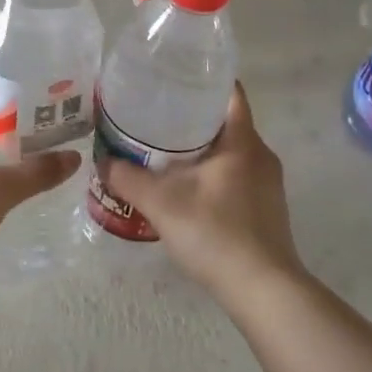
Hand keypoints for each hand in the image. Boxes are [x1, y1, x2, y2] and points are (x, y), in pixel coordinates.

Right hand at [102, 84, 304, 304]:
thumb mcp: (162, 203)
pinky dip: (212, 175)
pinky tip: (186, 190)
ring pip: (231, 153)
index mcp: (243, 142)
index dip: (203, 82)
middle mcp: (261, 156)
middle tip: (155, 117)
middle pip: (227, 123)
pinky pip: (236, 177)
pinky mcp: (266, 210)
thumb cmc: (216, 233)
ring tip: (163, 153)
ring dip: (201, 150)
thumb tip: (103, 161)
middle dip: (192, 118)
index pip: (230, 94)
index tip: (174, 80)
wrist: (263, 290)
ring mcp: (268, 185)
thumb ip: (128, 179)